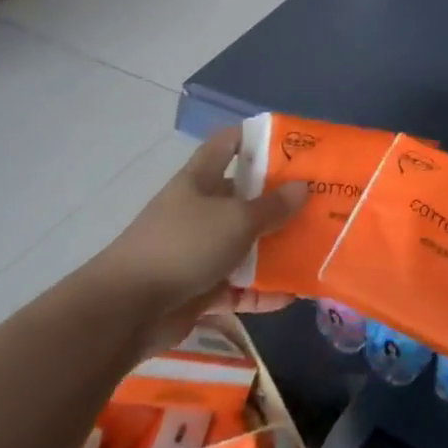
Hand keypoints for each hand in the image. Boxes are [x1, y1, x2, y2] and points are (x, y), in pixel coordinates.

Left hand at [80, 128, 305, 340]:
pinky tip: (293, 294)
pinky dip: (262, 292)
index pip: (226, 146)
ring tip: (314, 249)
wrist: (128, 309)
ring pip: (244, 246)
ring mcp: (198, 252)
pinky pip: (239, 288)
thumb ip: (272, 206)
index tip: (289, 142)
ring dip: (275, 250)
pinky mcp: (200, 290)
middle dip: (278, 201)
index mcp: (199, 181)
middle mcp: (198, 212)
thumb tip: (302, 187)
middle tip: (319, 201)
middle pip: (243, 199)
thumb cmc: (184, 245)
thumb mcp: (236, 220)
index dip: (253, 138)